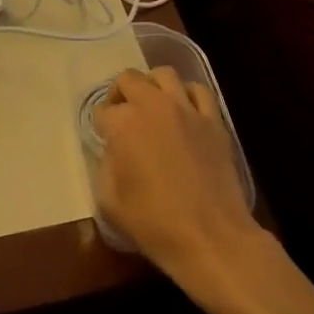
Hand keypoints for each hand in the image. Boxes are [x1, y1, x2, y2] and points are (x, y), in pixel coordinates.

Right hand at [94, 66, 265, 300]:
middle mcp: (152, 106)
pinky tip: (184, 111)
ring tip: (152, 106)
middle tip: (122, 116)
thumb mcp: (110, 202)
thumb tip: (114, 152)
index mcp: (123, 124)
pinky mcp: (213, 120)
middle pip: (128, 79)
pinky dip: (187, 94)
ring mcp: (186, 109)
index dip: (101, 126)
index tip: (105, 142)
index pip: (102, 111)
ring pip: (163, 74)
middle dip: (120, 94)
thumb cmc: (155, 224)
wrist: (211, 238)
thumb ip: (105, 167)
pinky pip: (198, 90)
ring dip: (152, 86)